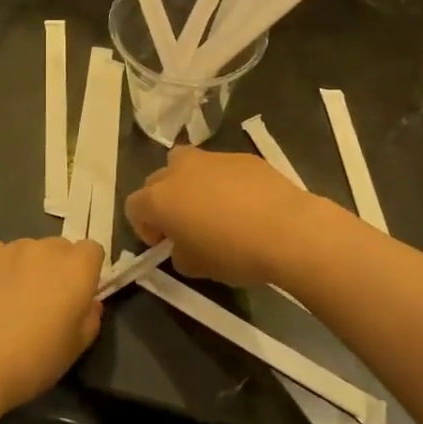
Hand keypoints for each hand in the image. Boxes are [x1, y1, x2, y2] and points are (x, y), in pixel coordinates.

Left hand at [0, 237, 103, 414]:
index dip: (87, 271)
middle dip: (58, 268)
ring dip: (28, 267)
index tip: (77, 295)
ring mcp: (11, 248)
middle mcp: (46, 249)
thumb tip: (89, 302)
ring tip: (11, 301)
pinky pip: (0, 254)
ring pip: (29, 250)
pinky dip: (0, 269)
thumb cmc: (32, 361)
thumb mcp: (75, 348)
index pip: (92, 250)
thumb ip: (90, 317)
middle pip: (60, 248)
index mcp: (76, 268)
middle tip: (44, 301)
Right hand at [125, 146, 319, 287]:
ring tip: (214, 210)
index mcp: (160, 198)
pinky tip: (245, 205)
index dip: (144, 227)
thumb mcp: (197, 267)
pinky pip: (221, 168)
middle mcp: (179, 170)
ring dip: (191, 185)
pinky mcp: (242, 156)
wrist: (288, 229)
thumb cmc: (234, 253)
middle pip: (157, 181)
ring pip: (188, 166)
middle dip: (164, 201)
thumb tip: (184, 245)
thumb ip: (179, 253)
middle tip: (184, 226)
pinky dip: (223, 182)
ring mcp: (212, 158)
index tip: (163, 244)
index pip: (133, 207)